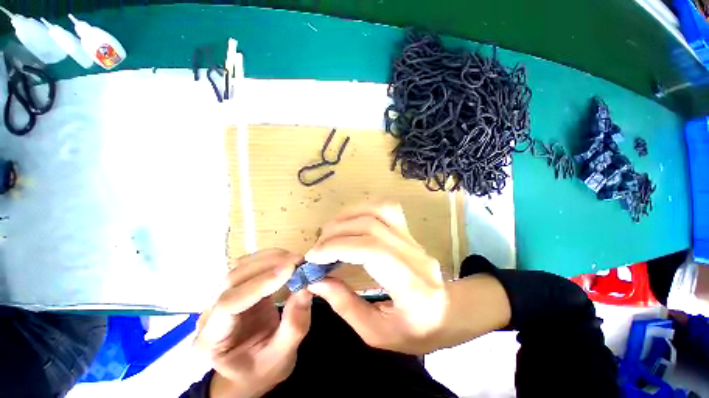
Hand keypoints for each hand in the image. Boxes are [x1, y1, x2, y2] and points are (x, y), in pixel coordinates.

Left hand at [194, 249, 311, 397]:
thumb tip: (306, 288)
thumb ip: (294, 326)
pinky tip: (287, 261)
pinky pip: (251, 265)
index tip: (290, 270)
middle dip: (269, 265)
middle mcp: (210, 314)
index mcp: (212, 341)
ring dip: (271, 258)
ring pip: (241, 266)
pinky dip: (271, 258)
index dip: (260, 284)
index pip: (229, 304)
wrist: (251, 369)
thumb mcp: (282, 356)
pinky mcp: (238, 287)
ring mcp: (221, 297)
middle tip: (298, 261)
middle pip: (234, 279)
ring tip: (296, 260)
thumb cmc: (262, 369)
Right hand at [304, 203, 449, 353]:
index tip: (313, 256)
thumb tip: (316, 281)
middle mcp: (415, 255)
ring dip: (349, 215)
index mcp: (411, 287)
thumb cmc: (415, 331)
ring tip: (331, 231)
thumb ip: (345, 305)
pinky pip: (386, 208)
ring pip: (380, 210)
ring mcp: (414, 239)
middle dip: (337, 232)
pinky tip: (350, 222)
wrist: (448, 312)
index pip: (372, 251)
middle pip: (372, 227)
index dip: (339, 247)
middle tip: (318, 247)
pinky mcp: (409, 231)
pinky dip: (363, 209)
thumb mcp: (377, 333)